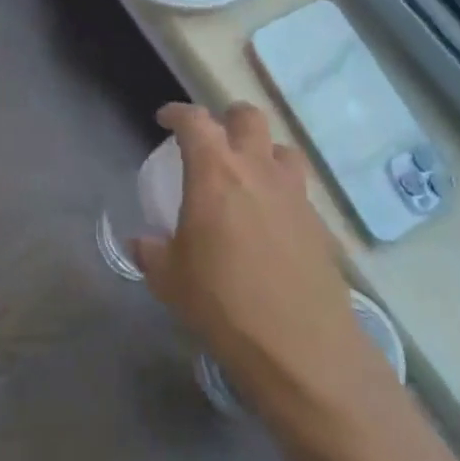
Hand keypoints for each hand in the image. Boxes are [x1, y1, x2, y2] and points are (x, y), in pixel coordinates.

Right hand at [132, 103, 388, 414]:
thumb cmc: (223, 304)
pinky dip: (281, 191)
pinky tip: (271, 221)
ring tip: (248, 175)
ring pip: (282, 148)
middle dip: (227, 119)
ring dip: (262, 151)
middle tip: (212, 141)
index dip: (177, 113)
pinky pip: (298, 189)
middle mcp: (258, 169)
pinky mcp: (319, 223)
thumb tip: (141, 244)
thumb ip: (152, 253)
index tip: (165, 119)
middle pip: (247, 117)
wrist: (301, 347)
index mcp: (216, 172)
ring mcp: (294, 193)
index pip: (195, 121)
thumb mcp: (170, 280)